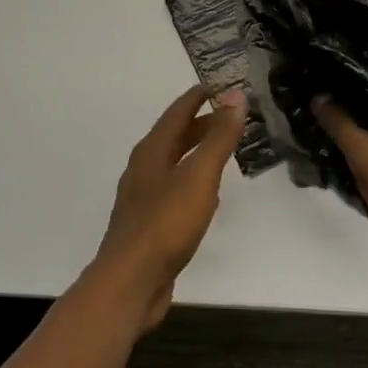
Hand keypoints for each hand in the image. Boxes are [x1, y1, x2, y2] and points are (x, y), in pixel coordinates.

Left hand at [95, 84, 246, 329]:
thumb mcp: (199, 176)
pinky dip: (192, 179)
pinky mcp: (148, 224)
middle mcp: (143, 169)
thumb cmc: (166, 223)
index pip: (177, 112)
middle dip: (200, 123)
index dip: (198, 97)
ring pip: (173, 163)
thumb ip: (219, 137)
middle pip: (173, 136)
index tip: (219, 86)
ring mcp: (143, 197)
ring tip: (221, 149)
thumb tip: (235, 96)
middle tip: (229, 116)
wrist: (131, 281)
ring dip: (195, 151)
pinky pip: (173, 189)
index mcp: (152, 151)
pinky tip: (205, 194)